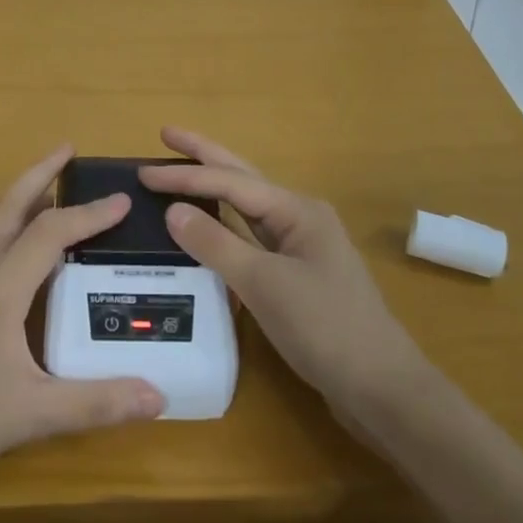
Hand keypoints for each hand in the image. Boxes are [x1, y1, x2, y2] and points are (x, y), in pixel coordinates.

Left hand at [0, 146, 164, 500]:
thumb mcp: (28, 416)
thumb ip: (94, 403)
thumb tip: (160, 397)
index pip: (48, 234)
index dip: (87, 213)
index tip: (120, 199)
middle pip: (6, 209)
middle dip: (38, 174)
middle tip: (65, 150)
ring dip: (16, 201)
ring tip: (41, 193)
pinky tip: (1, 255)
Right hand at [140, 127, 430, 426]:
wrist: (380, 387)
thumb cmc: (324, 327)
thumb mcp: (264, 284)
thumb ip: (216, 244)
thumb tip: (172, 211)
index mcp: (296, 210)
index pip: (229, 183)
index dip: (184, 177)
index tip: (142, 173)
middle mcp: (299, 218)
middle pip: (242, 178)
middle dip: (204, 156)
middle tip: (166, 134)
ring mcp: (300, 247)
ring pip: (246, 207)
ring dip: (213, 188)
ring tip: (180, 171)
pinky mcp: (295, 275)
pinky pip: (250, 238)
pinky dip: (223, 227)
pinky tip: (205, 228)